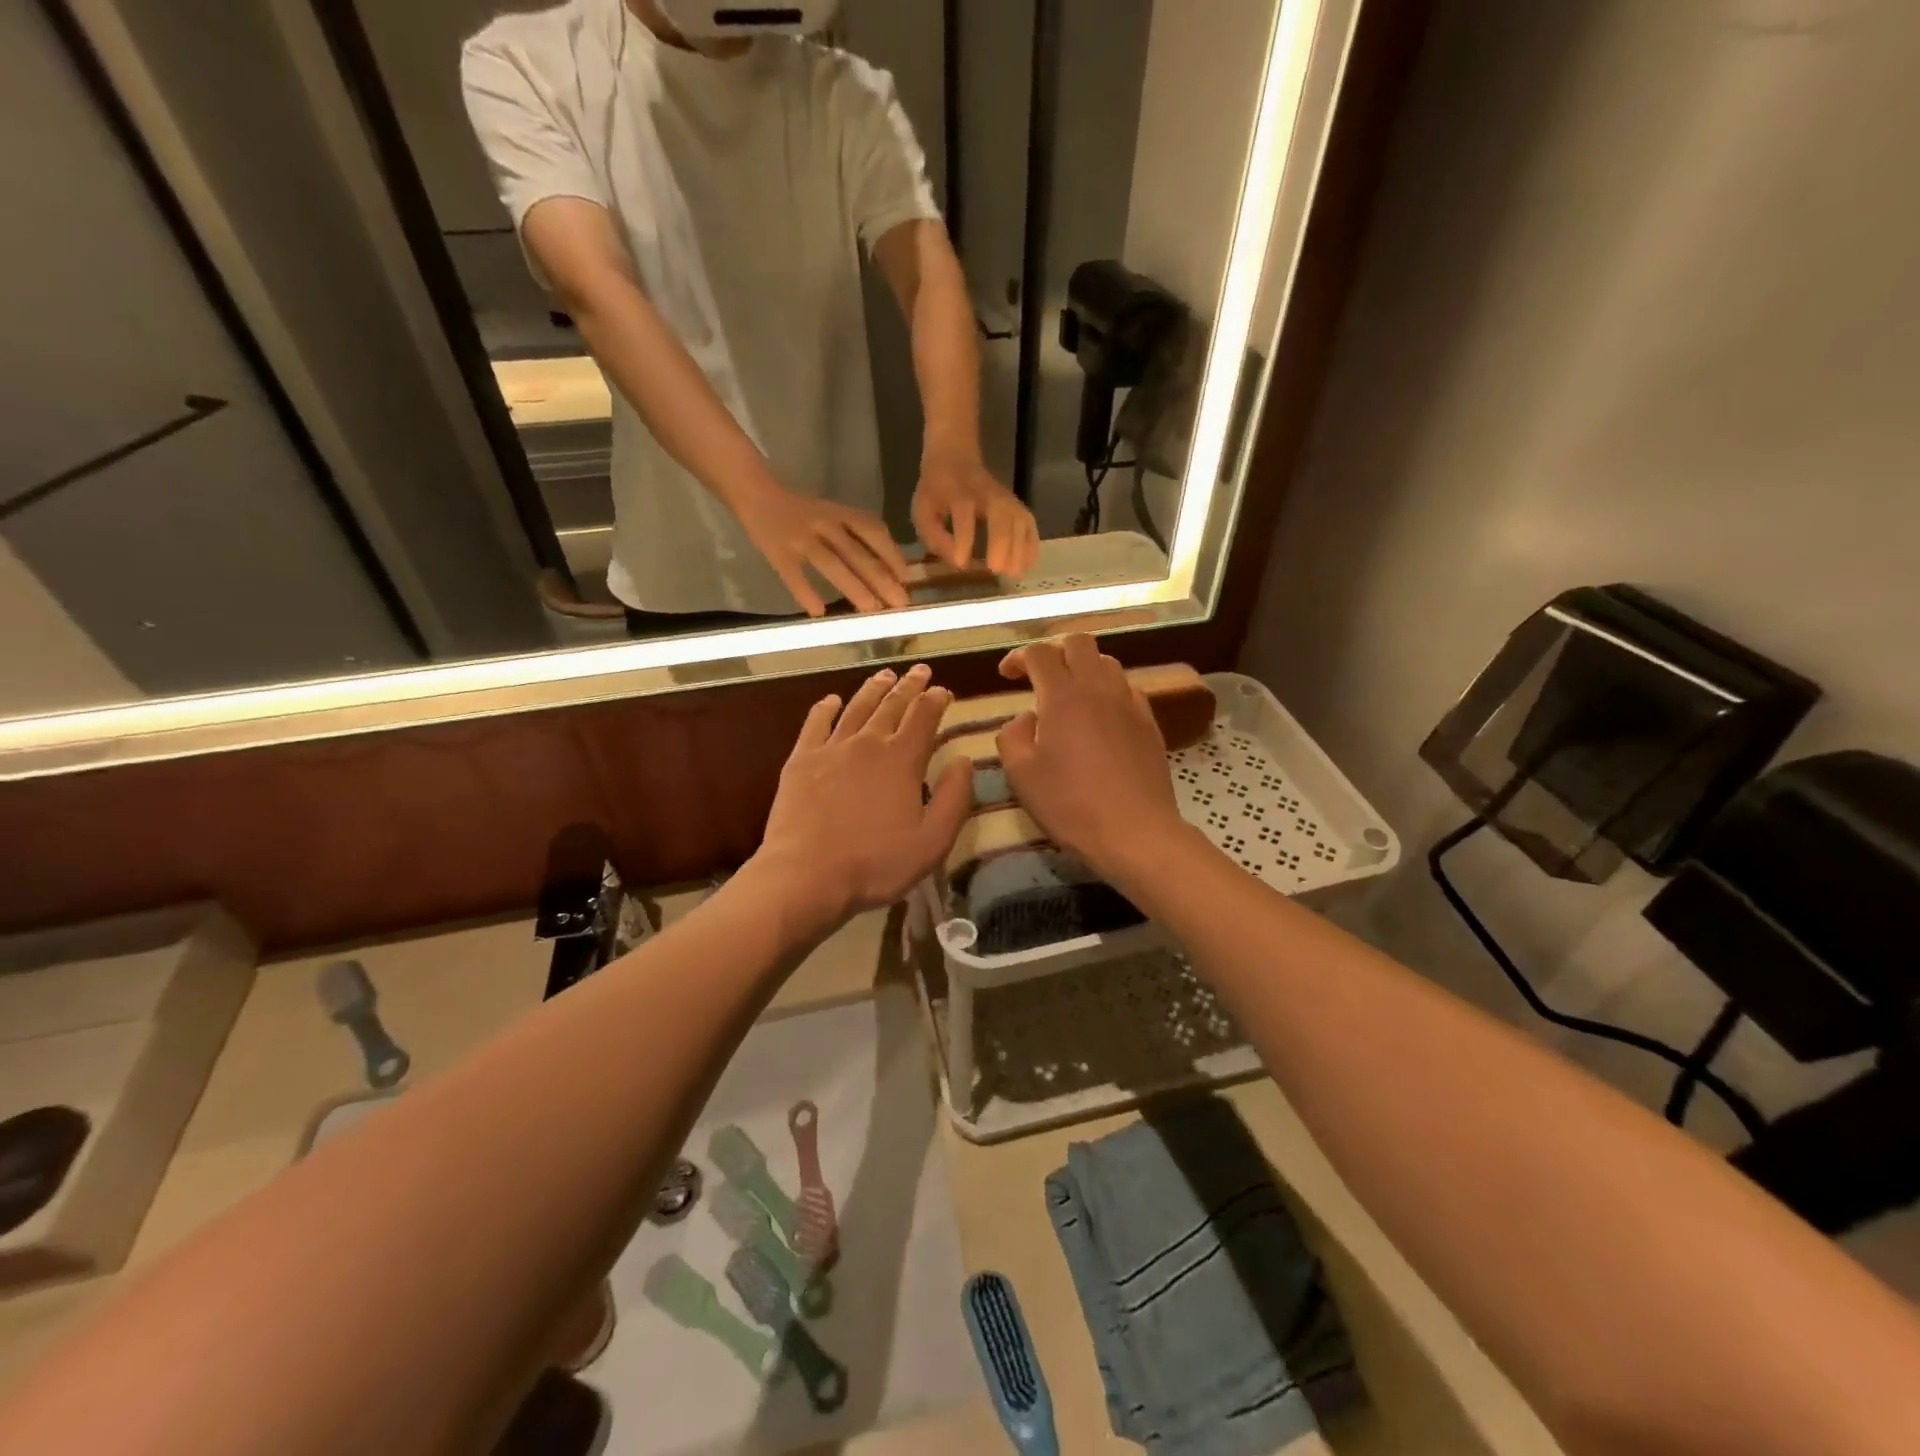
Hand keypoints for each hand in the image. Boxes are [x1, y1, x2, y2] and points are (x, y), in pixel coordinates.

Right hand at [735, 487, 910, 616]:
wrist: (756, 493)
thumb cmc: (803, 512)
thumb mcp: (834, 515)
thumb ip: (857, 537)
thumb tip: (891, 573)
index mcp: (841, 513)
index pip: (873, 531)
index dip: (892, 555)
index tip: (908, 580)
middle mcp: (824, 523)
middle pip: (857, 552)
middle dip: (880, 579)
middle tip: (899, 603)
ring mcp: (800, 537)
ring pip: (831, 563)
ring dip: (853, 587)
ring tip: (870, 609)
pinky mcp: (777, 552)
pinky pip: (794, 574)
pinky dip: (806, 593)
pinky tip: (819, 612)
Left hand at [755, 665, 974, 923]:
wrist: (806, 875)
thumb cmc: (876, 864)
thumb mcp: (932, 842)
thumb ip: (954, 799)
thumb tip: (964, 761)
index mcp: (902, 760)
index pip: (924, 717)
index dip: (936, 700)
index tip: (944, 690)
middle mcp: (868, 743)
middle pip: (892, 705)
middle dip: (909, 685)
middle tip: (920, 671)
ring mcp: (831, 748)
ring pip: (857, 707)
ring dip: (874, 689)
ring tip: (885, 675)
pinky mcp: (801, 760)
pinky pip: (816, 723)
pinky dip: (826, 707)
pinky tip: (832, 700)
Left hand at [913, 455, 1039, 576]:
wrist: (954, 458)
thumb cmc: (936, 491)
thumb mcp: (923, 510)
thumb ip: (934, 537)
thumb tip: (956, 562)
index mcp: (957, 491)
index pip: (964, 511)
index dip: (964, 537)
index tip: (962, 563)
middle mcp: (986, 492)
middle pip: (1000, 513)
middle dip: (1001, 542)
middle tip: (996, 569)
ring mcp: (1005, 497)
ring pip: (1019, 518)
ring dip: (1019, 547)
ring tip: (1013, 573)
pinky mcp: (1017, 504)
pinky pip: (1029, 523)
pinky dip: (1032, 544)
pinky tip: (1028, 565)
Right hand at [996, 636, 1187, 885]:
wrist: (1135, 831)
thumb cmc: (1070, 804)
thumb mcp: (1021, 774)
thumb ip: (1012, 736)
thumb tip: (1025, 718)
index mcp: (1063, 696)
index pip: (1039, 653)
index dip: (1018, 656)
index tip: (1006, 675)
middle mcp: (1098, 688)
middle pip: (1078, 642)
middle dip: (1054, 650)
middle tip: (1039, 676)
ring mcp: (1129, 703)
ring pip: (1107, 662)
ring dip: (1083, 668)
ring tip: (1070, 695)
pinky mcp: (1149, 722)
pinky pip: (1127, 689)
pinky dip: (1107, 691)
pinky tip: (1100, 718)